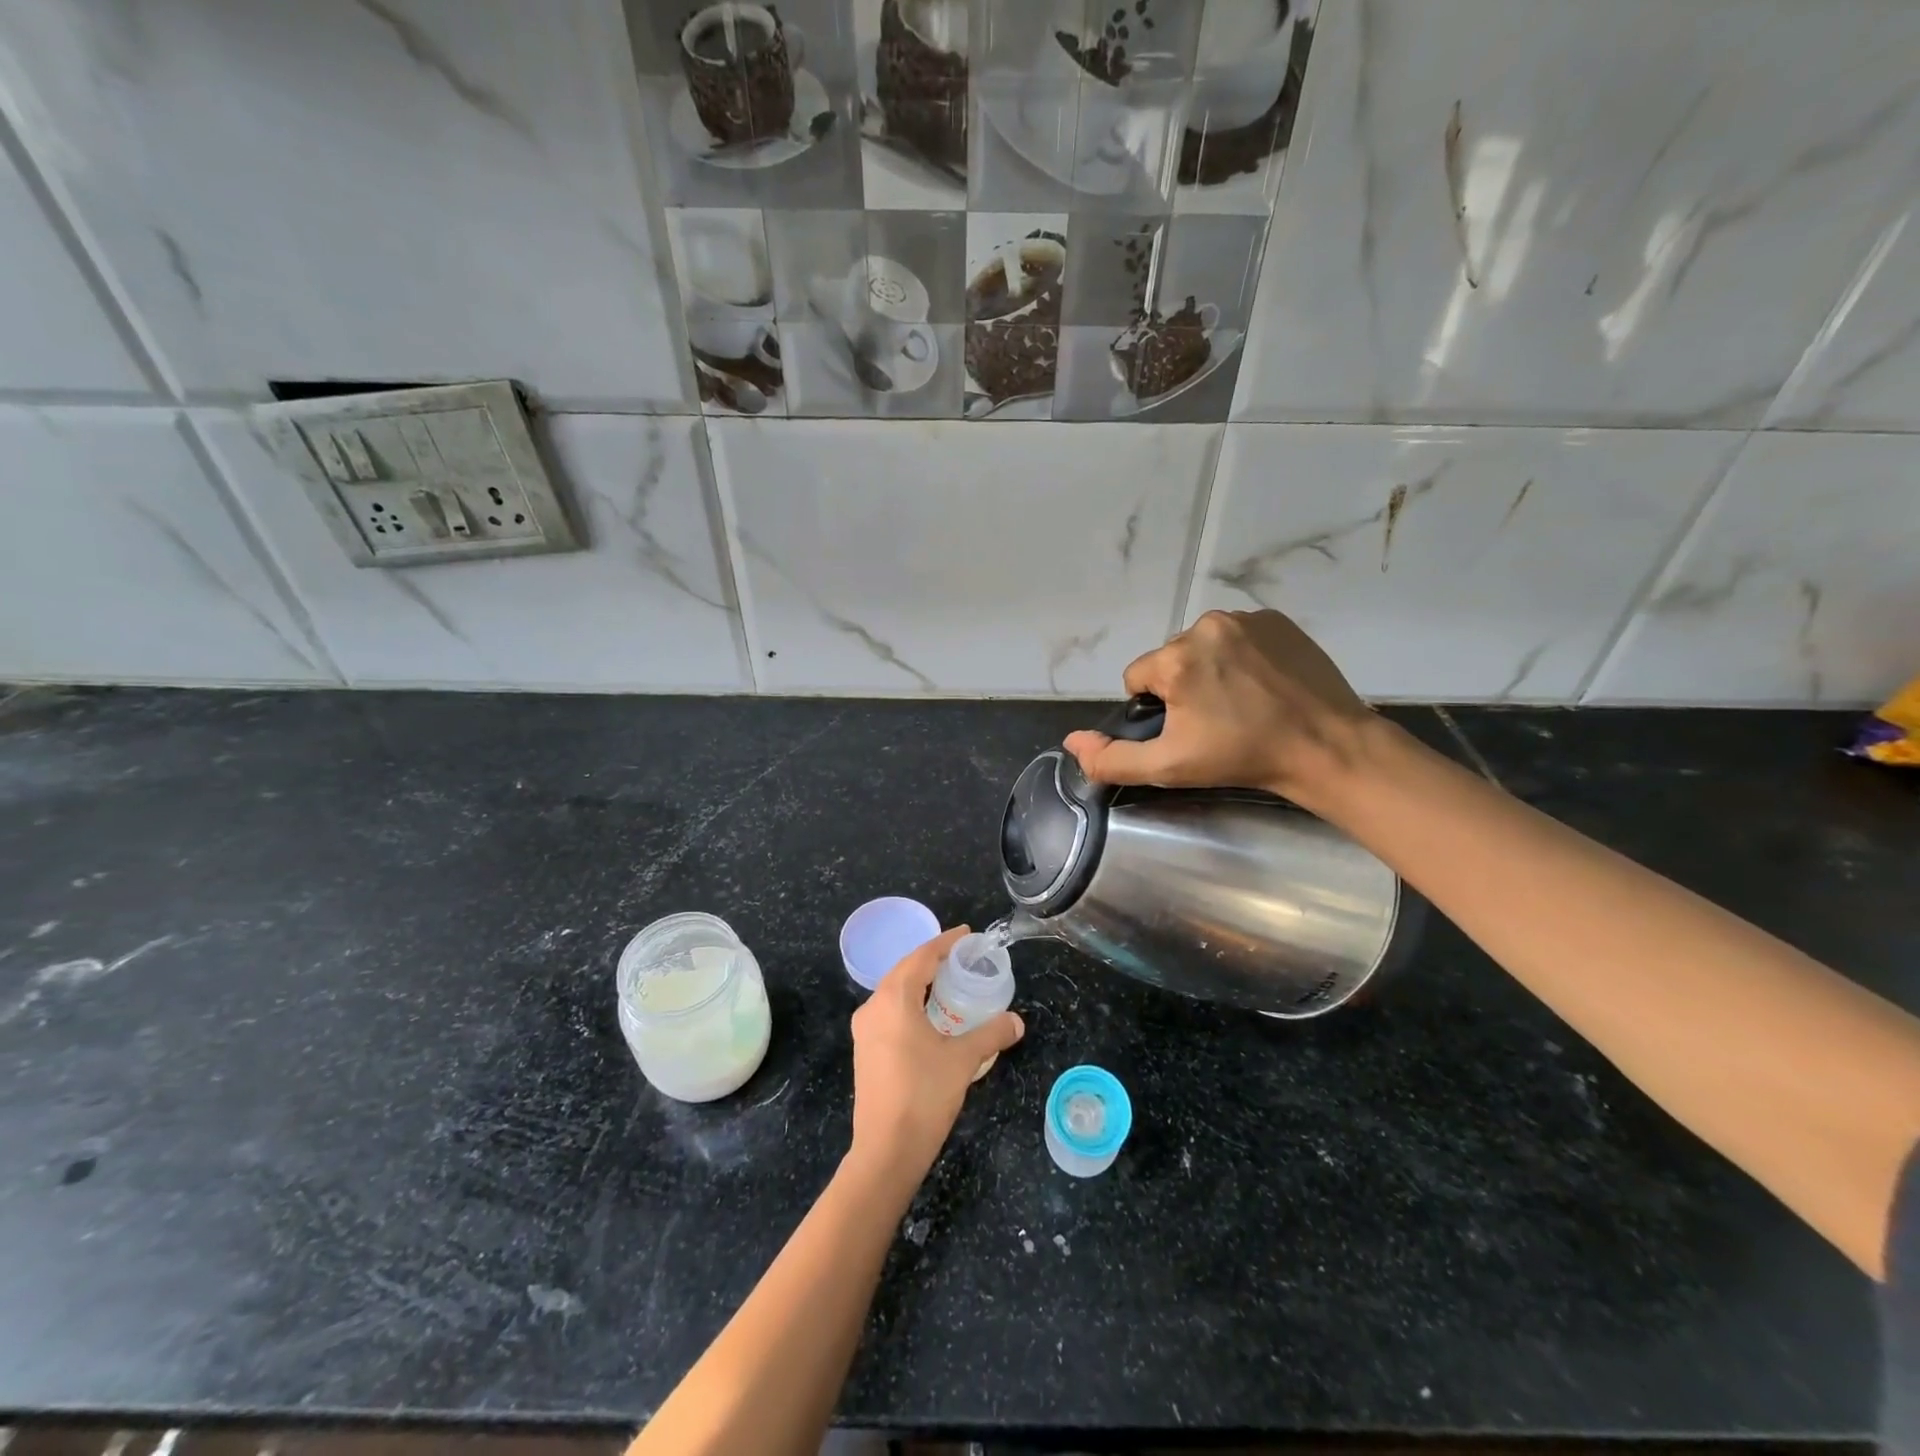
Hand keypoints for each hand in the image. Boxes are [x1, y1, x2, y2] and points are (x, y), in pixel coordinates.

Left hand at [848, 925, 1024, 1179]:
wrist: (885, 1150)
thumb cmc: (924, 1095)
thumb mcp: (963, 1060)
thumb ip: (990, 1034)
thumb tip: (1016, 1021)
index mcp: (894, 998)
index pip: (922, 957)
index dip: (945, 943)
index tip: (967, 935)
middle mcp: (873, 1006)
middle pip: (905, 970)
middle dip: (932, 960)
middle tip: (962, 956)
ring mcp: (865, 1030)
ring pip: (894, 991)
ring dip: (920, 982)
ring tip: (948, 982)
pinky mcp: (864, 1050)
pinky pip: (889, 1011)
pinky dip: (910, 1003)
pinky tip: (928, 1015)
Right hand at [1063, 609, 1372, 808]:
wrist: (1326, 747)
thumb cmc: (1241, 757)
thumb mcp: (1169, 767)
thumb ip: (1111, 757)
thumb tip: (1072, 741)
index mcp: (1175, 659)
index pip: (1138, 678)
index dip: (1156, 709)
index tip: (1187, 730)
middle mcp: (1205, 626)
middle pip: (1171, 659)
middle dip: (1183, 686)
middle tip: (1216, 721)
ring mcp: (1245, 619)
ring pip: (1204, 646)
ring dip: (1211, 669)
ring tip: (1242, 702)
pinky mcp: (1277, 620)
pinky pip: (1238, 636)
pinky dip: (1242, 656)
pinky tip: (1264, 684)